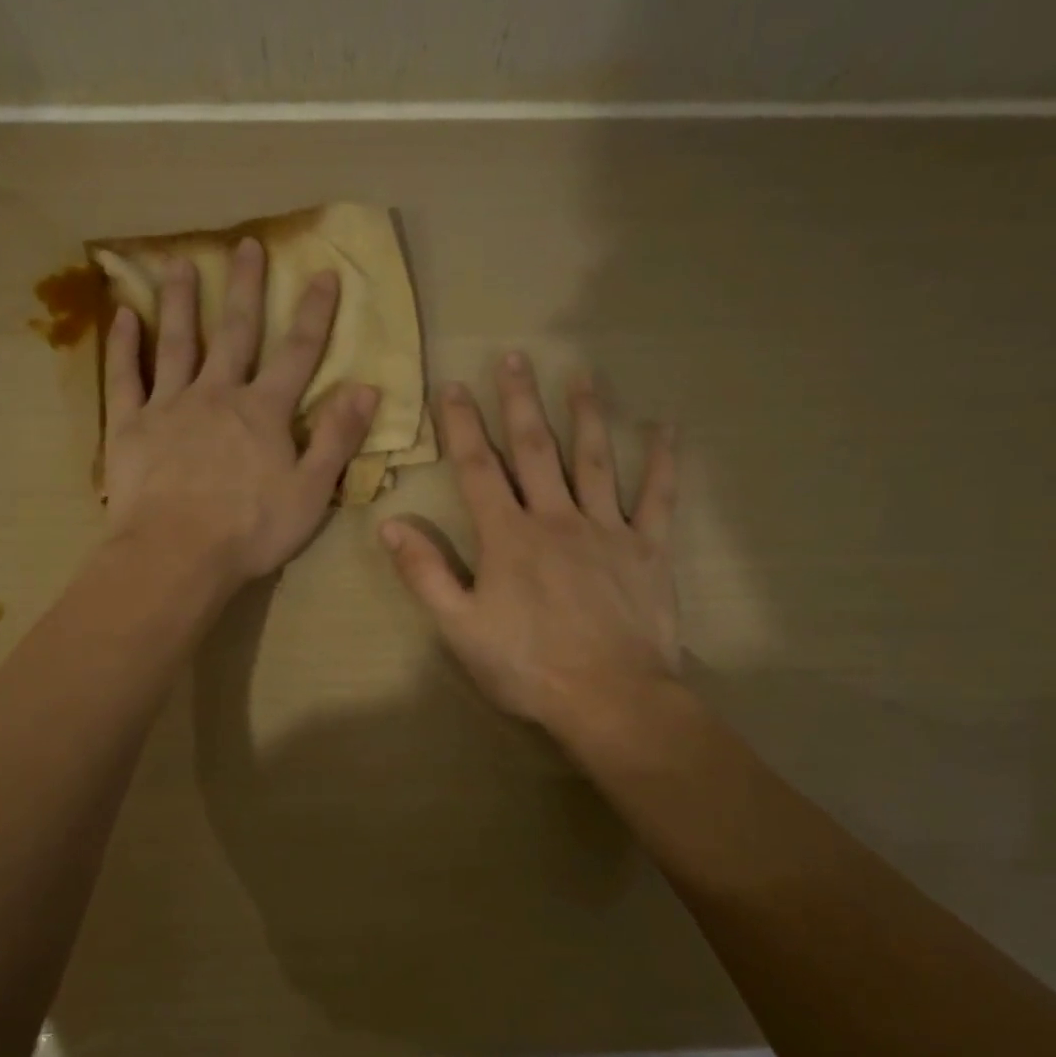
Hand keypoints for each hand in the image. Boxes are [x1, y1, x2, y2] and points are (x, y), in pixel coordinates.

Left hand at [102, 237, 378, 588]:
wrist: (177, 554)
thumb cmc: (251, 530)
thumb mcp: (311, 492)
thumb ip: (338, 439)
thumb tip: (368, 389)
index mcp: (264, 412)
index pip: (297, 354)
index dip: (314, 314)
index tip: (323, 273)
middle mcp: (217, 395)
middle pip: (235, 333)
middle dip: (244, 288)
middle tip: (246, 244)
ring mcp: (169, 406)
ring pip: (176, 342)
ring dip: (179, 301)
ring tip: (177, 261)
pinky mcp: (130, 426)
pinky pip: (125, 378)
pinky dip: (124, 346)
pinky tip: (123, 316)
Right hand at [382, 352, 681, 738]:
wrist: (609, 699)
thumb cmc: (527, 667)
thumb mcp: (459, 628)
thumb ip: (425, 573)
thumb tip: (389, 525)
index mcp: (508, 537)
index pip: (478, 469)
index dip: (462, 426)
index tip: (453, 386)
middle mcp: (556, 519)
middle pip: (536, 450)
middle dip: (520, 402)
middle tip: (515, 357)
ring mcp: (607, 530)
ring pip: (595, 461)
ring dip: (586, 415)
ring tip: (581, 375)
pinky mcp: (648, 550)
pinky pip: (658, 498)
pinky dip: (663, 462)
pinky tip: (666, 429)